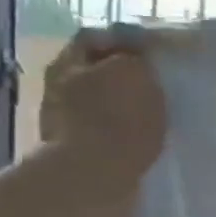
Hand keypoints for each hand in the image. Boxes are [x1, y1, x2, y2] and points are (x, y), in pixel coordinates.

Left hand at [39, 26, 169, 180]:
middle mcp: (59, 87)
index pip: (96, 37)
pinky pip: (105, 133)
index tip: (154, 54)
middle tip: (156, 84)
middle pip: (96, 71)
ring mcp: (65, 121)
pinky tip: (141, 139)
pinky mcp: (77, 152)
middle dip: (124, 76)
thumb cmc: (116, 120)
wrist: (93, 179)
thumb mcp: (135, 72)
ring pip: (101, 103)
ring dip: (123, 107)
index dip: (125, 41)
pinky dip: (122, 133)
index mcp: (69, 62)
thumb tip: (138, 57)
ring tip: (153, 115)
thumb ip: (137, 57)